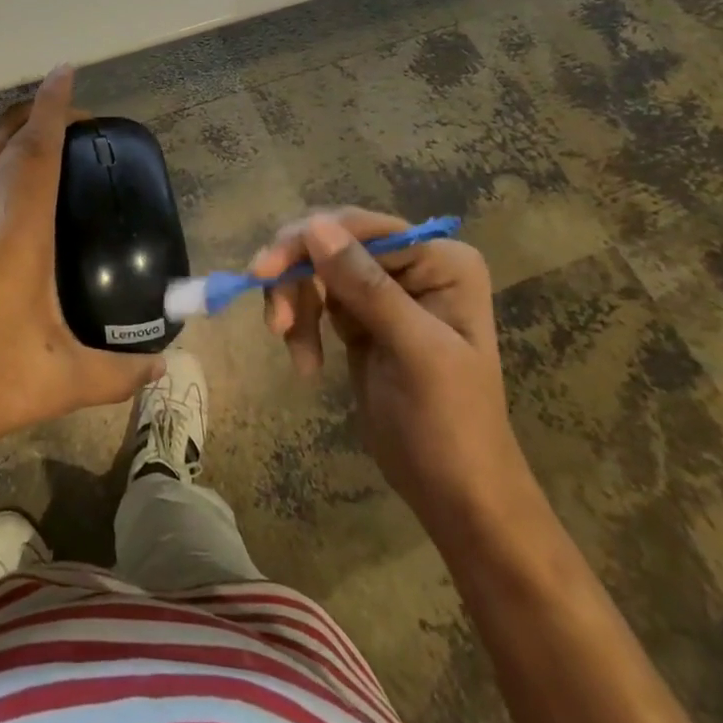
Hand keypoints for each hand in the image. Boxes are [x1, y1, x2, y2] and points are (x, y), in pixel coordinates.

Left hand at [0, 66, 162, 463]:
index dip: (54, 107)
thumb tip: (163, 365)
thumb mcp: (60, 382)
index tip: (66, 73)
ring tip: (31, 118)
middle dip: (40, 115)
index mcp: (17, 231)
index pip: (38, 149)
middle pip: (10, 141)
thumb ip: (118, 373)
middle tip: (75, 118)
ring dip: (4, 125)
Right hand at [255, 209, 528, 525]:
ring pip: (314, 269)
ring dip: (294, 304)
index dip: (307, 241)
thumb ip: (366, 286)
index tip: (265, 272)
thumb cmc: (451, 425)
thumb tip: (313, 225)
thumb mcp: (414, 352)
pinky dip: (300, 324)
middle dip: (296, 277)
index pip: (361, 228)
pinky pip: (314, 298)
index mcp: (441, 260)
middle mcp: (412, 264)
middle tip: (274, 321)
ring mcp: (383, 290)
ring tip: (291, 348)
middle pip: (330, 242)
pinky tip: (305, 362)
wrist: (457, 497)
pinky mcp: (359, 317)